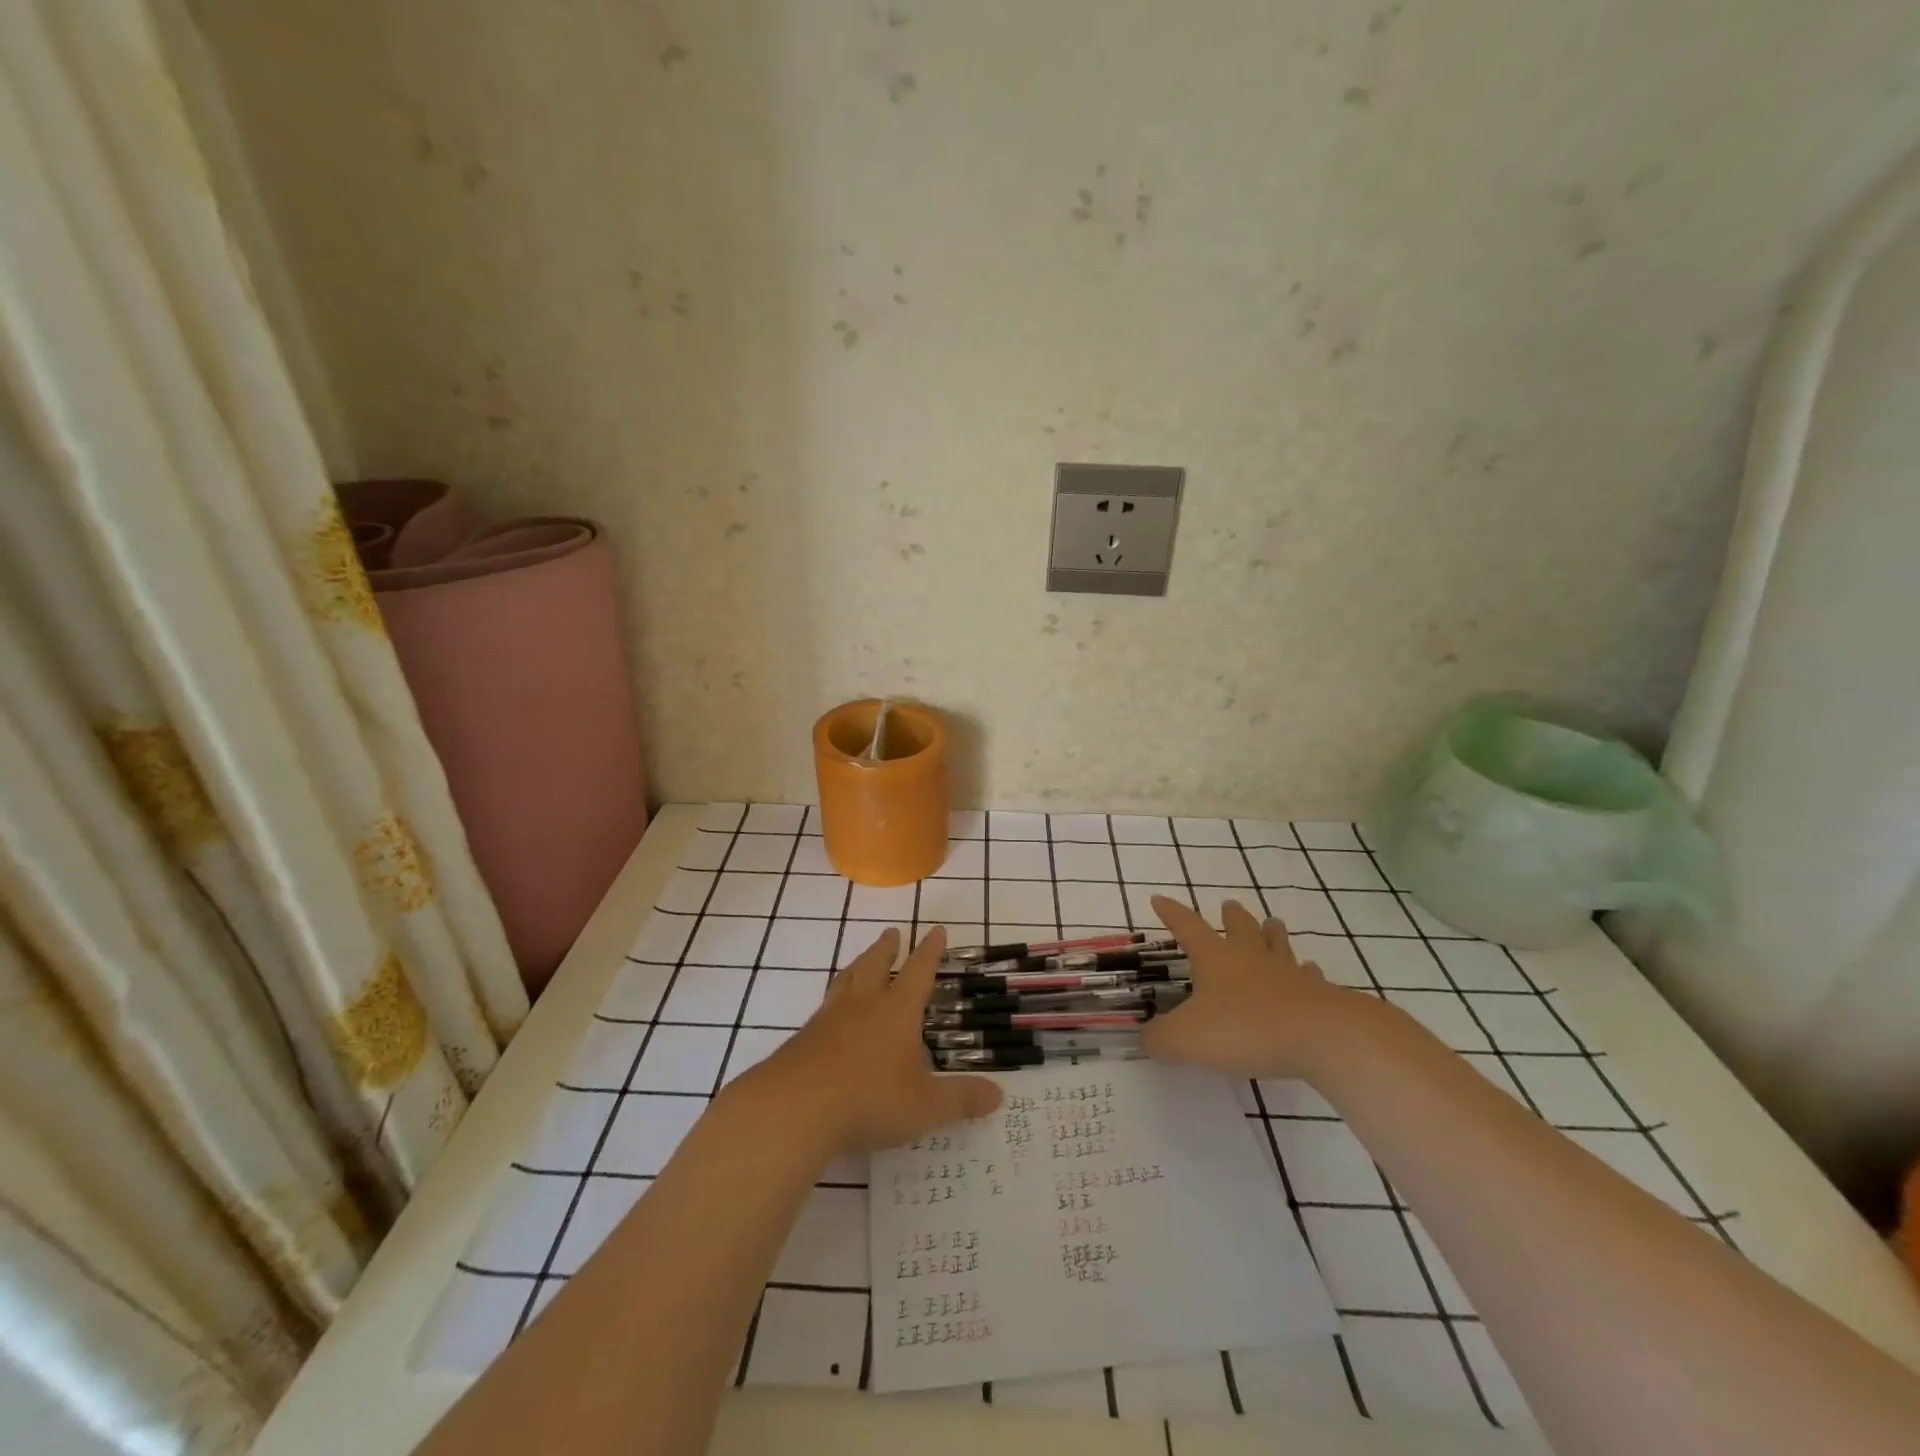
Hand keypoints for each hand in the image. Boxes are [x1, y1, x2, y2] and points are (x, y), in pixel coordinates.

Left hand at [737, 926, 1001, 1156]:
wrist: (794, 1108)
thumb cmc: (869, 1099)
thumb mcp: (924, 1107)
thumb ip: (961, 1101)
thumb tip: (998, 1095)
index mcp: (896, 1011)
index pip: (919, 971)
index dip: (930, 950)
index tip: (936, 929)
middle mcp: (863, 1005)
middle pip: (875, 965)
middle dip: (887, 948)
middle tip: (891, 933)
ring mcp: (829, 1019)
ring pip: (846, 981)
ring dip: (857, 965)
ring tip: (860, 961)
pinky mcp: (803, 1038)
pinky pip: (824, 1008)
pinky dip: (834, 1000)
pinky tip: (831, 1015)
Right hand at [1142, 895, 1356, 1079]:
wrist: (1321, 1038)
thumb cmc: (1245, 1029)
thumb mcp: (1187, 1040)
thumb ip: (1160, 1039)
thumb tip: (1145, 1038)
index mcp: (1215, 959)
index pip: (1187, 927)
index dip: (1171, 913)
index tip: (1159, 898)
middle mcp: (1250, 957)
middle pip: (1240, 927)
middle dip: (1231, 916)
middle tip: (1229, 905)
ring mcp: (1288, 973)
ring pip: (1277, 944)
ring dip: (1271, 933)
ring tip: (1271, 924)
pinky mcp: (1318, 995)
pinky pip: (1310, 976)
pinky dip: (1306, 972)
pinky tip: (1309, 972)